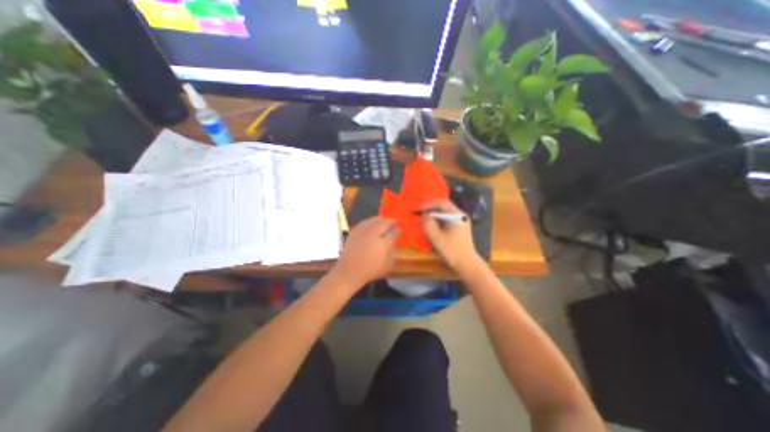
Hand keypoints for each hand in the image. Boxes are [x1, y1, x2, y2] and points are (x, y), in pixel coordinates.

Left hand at [333, 216, 399, 289]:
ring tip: (385, 220)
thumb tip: (394, 242)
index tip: (400, 229)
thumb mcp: (387, 265)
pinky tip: (373, 222)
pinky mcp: (355, 231)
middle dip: (391, 222)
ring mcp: (363, 232)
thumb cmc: (370, 270)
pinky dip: (371, 220)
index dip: (398, 230)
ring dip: (381, 219)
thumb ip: (393, 252)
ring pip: (375, 220)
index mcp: (383, 244)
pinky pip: (365, 222)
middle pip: (384, 223)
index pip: (393, 233)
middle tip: (394, 222)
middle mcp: (374, 234)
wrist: (350, 271)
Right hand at [421, 201, 478, 274]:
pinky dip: (438, 221)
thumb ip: (429, 224)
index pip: (442, 203)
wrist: (467, 265)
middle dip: (431, 209)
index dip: (429, 204)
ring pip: (444, 214)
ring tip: (423, 220)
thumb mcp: (437, 238)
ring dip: (433, 216)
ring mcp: (461, 222)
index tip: (418, 208)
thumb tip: (424, 215)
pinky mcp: (459, 228)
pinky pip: (446, 220)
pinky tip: (431, 226)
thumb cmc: (452, 251)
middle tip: (419, 213)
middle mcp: (460, 216)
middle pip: (444, 207)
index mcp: (457, 216)